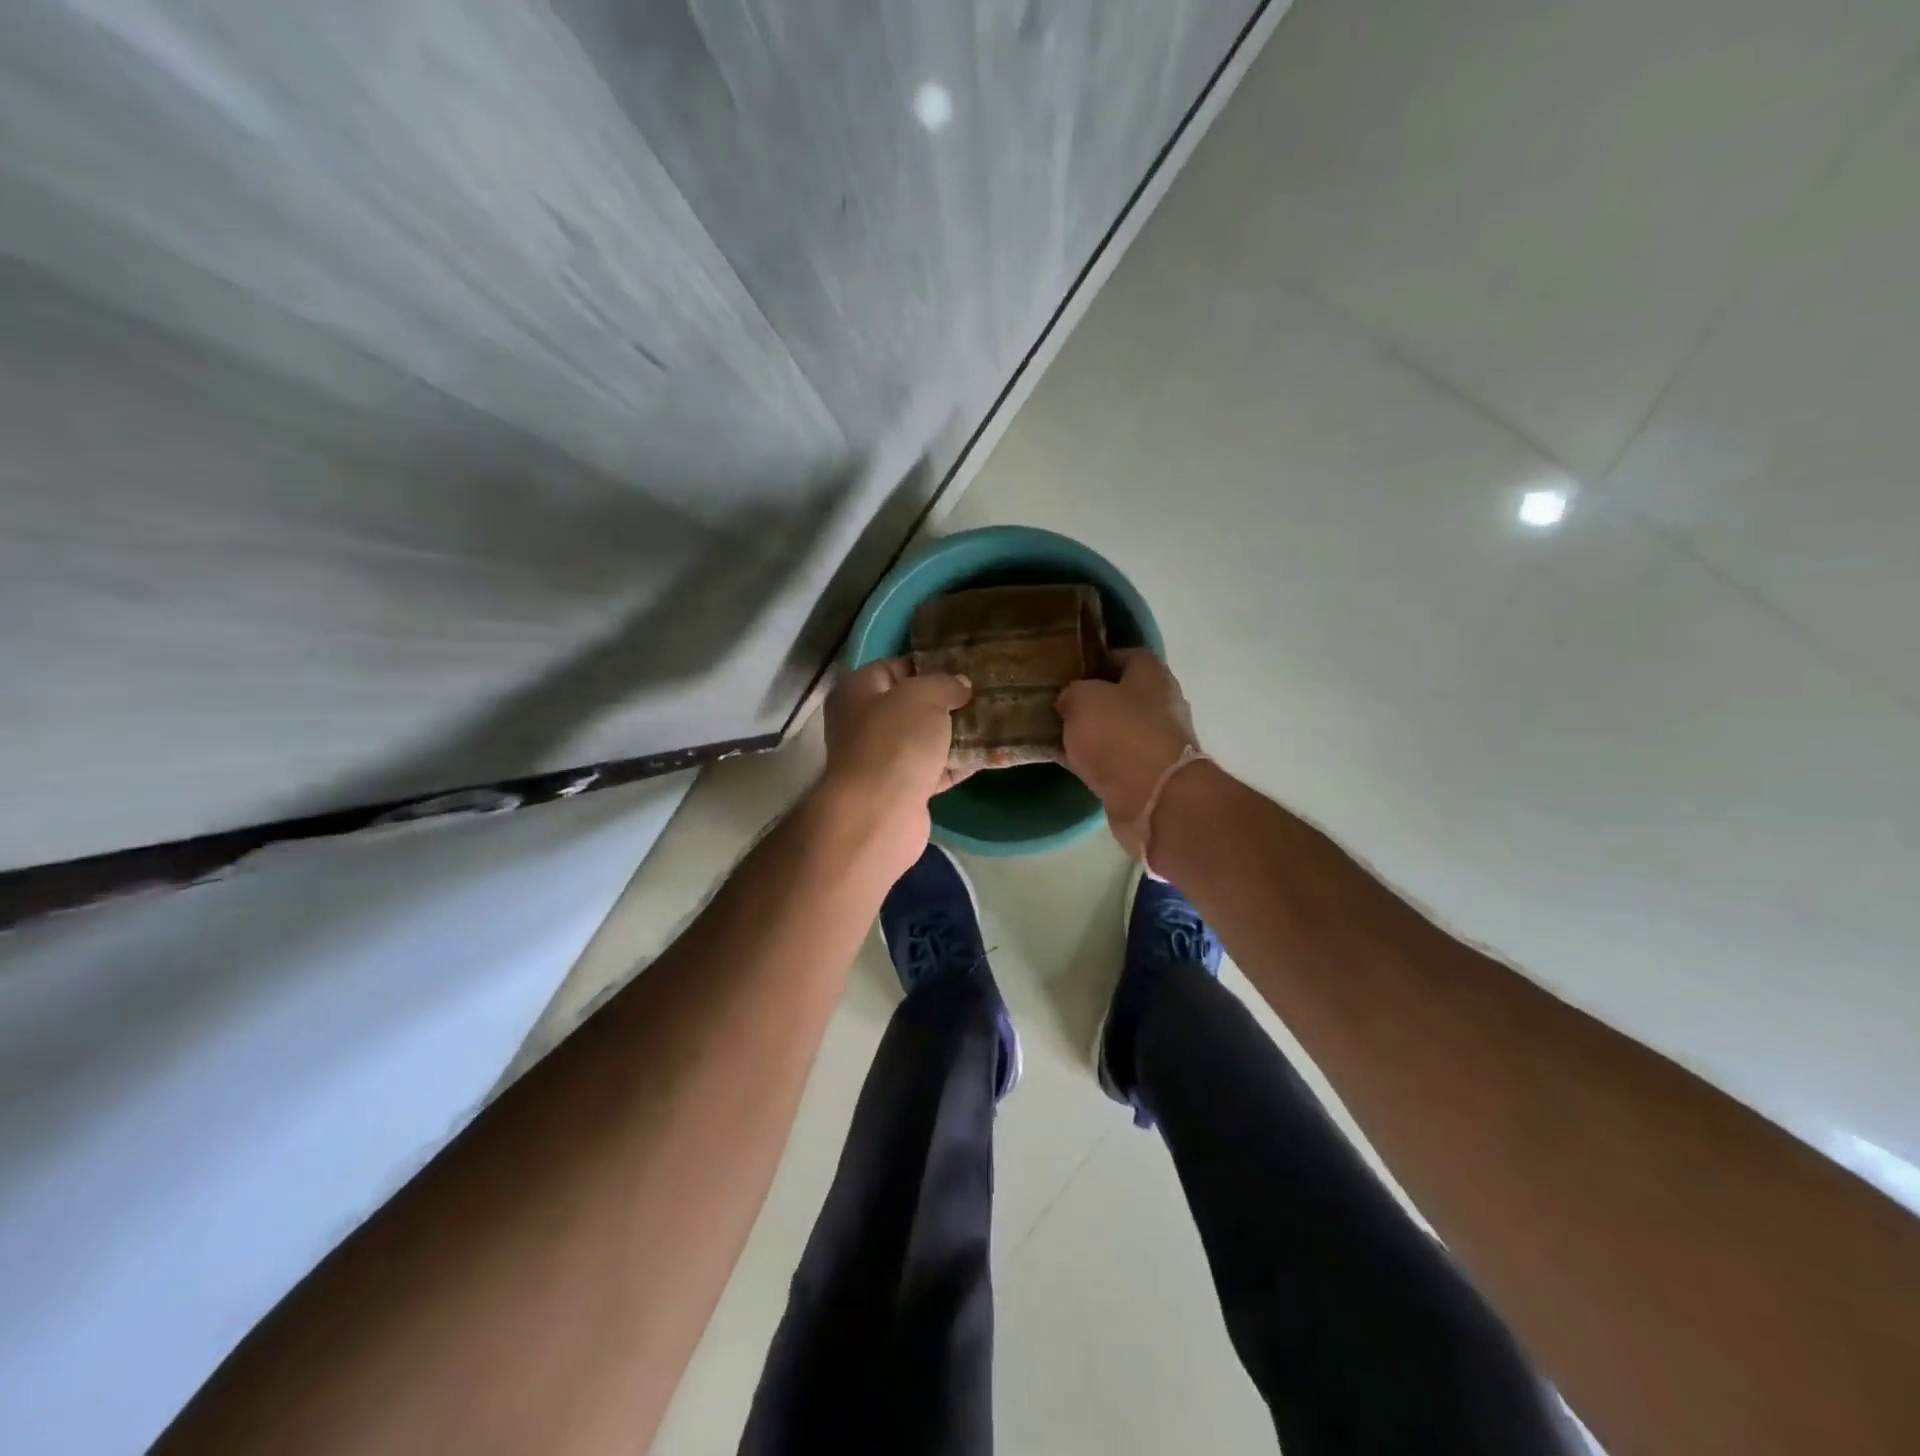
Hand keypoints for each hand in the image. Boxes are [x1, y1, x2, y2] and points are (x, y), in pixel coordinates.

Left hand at [818, 658, 972, 875]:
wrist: (879, 814)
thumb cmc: (895, 741)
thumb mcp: (923, 696)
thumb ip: (945, 683)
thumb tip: (960, 684)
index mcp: (857, 691)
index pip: (894, 668)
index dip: (929, 665)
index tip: (964, 667)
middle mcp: (864, 724)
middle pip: (912, 706)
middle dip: (948, 701)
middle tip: (986, 693)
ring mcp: (883, 760)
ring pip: (925, 739)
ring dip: (957, 733)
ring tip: (995, 720)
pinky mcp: (903, 791)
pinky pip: (935, 770)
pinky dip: (959, 764)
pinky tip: (991, 754)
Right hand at [1055, 650, 1198, 857]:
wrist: (1153, 799)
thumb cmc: (1120, 735)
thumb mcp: (1081, 699)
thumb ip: (1071, 692)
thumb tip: (1069, 700)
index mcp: (1152, 674)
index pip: (1122, 655)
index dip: (1093, 660)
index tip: (1066, 671)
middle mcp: (1162, 703)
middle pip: (1120, 693)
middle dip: (1090, 699)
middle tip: (1056, 703)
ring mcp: (1158, 741)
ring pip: (1116, 728)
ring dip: (1091, 732)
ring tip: (1056, 732)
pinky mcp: (1149, 774)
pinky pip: (1114, 759)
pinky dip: (1094, 759)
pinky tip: (1067, 760)